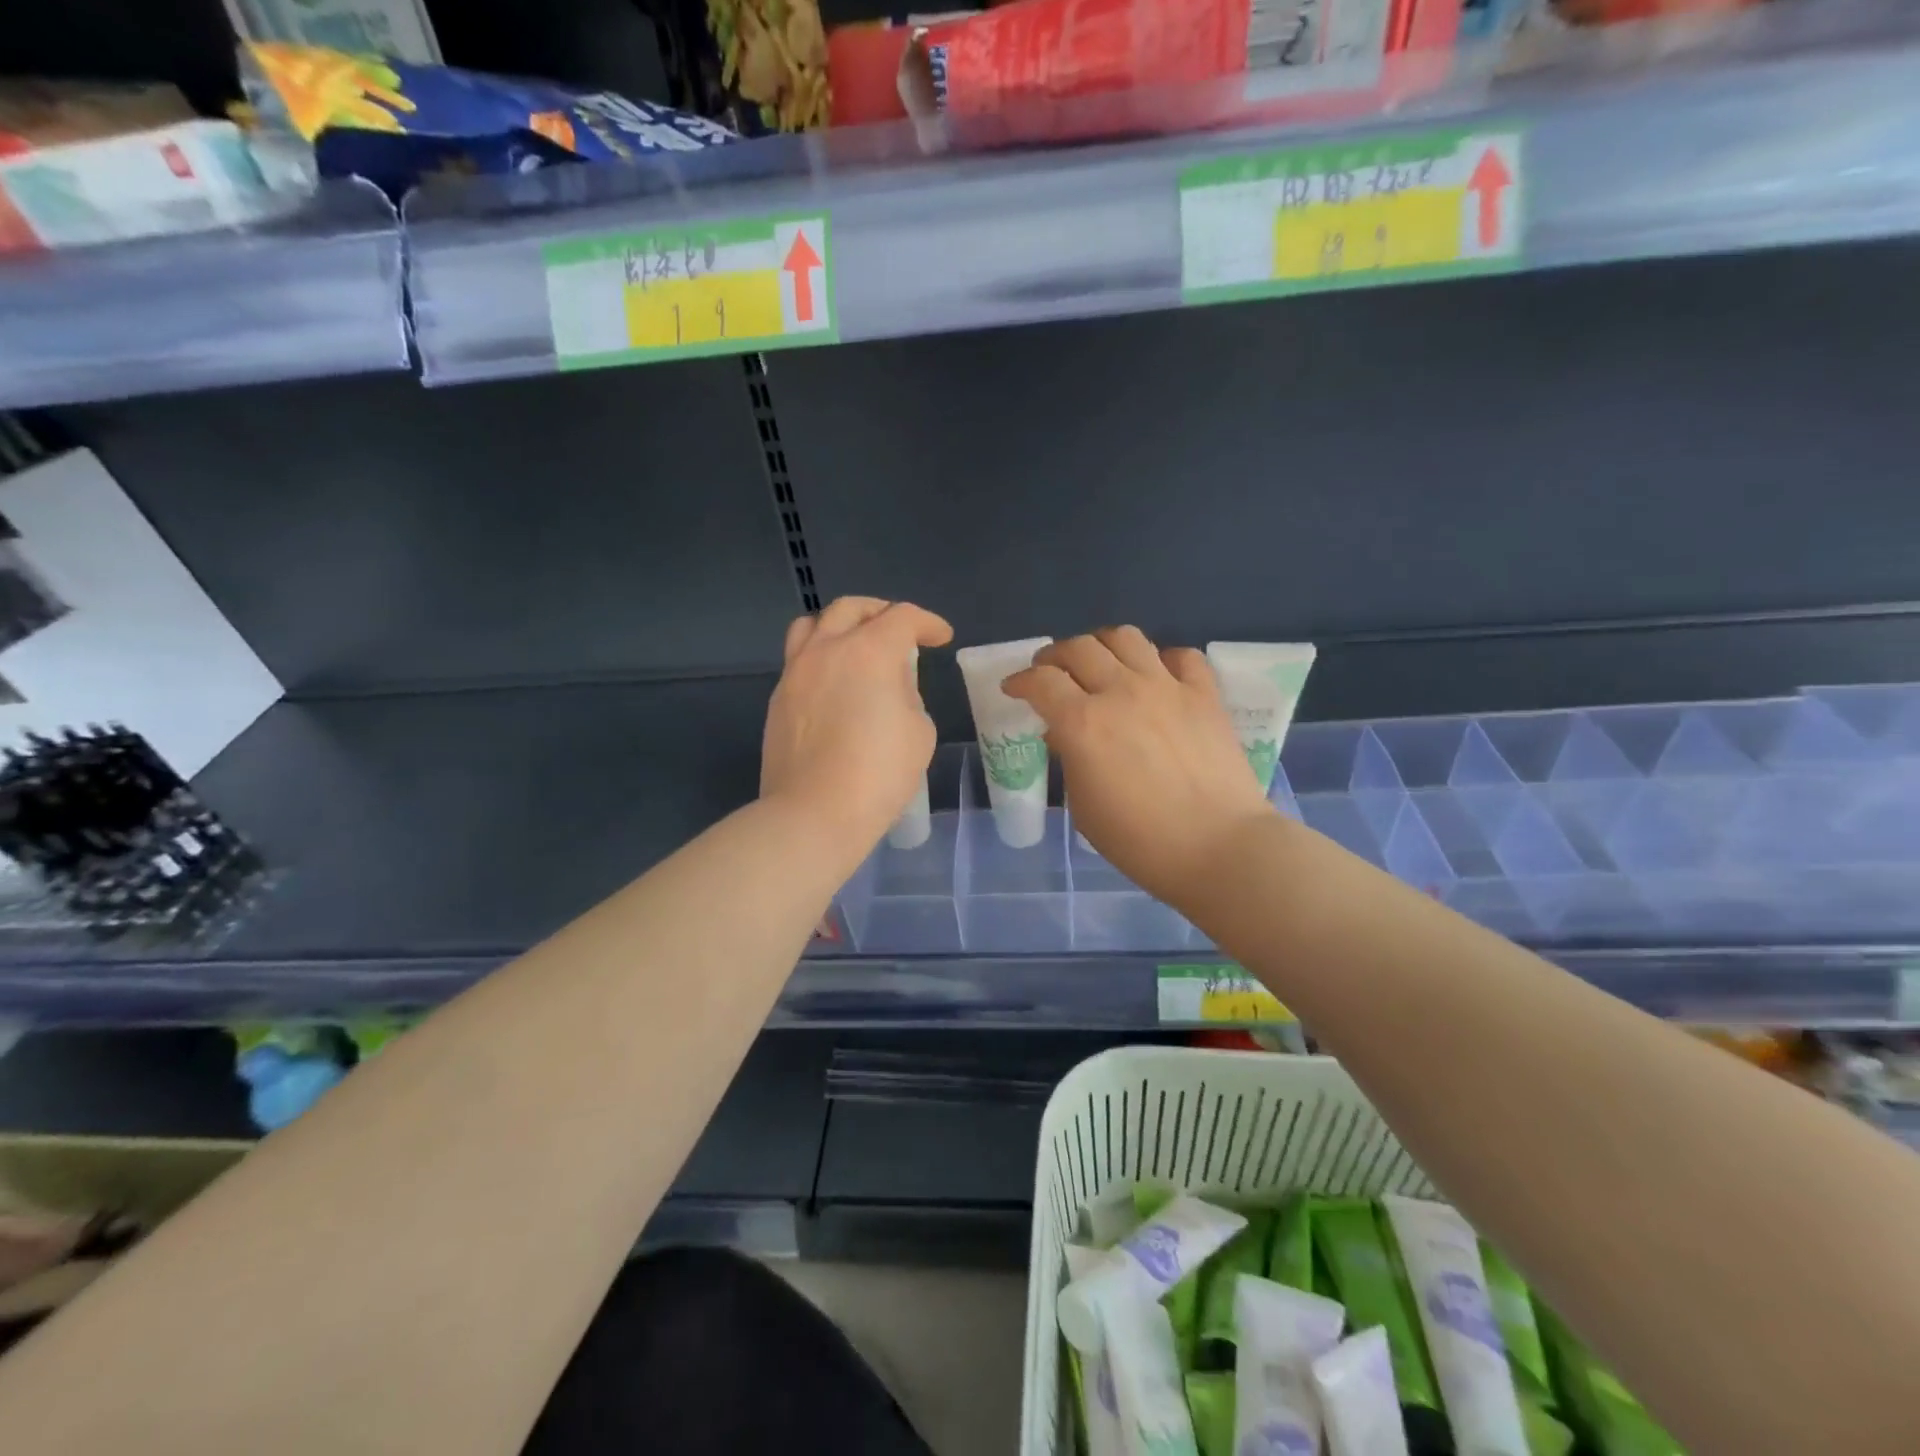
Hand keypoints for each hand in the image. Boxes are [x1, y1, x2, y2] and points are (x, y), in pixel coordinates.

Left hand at [761, 596, 953, 857]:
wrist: (814, 813)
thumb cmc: (878, 774)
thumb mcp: (919, 731)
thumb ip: (908, 695)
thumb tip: (889, 688)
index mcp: (869, 651)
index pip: (903, 617)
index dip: (928, 623)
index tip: (941, 638)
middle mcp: (827, 649)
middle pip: (852, 608)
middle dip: (882, 612)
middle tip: (900, 632)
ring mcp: (795, 672)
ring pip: (813, 625)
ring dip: (840, 625)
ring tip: (855, 645)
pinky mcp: (778, 699)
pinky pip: (799, 660)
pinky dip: (821, 658)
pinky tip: (834, 684)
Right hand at [1004, 627, 1274, 907]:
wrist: (1218, 847)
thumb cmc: (1140, 840)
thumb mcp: (1084, 806)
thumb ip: (1071, 760)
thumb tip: (1066, 734)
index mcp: (1083, 723)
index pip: (1040, 682)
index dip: (1020, 681)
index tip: (1013, 689)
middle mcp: (1120, 691)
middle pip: (1078, 648)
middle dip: (1054, 657)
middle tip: (1050, 673)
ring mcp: (1166, 687)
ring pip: (1125, 637)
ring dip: (1101, 645)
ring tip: (1098, 663)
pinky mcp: (1204, 694)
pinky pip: (1180, 656)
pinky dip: (1160, 660)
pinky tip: (1156, 676)